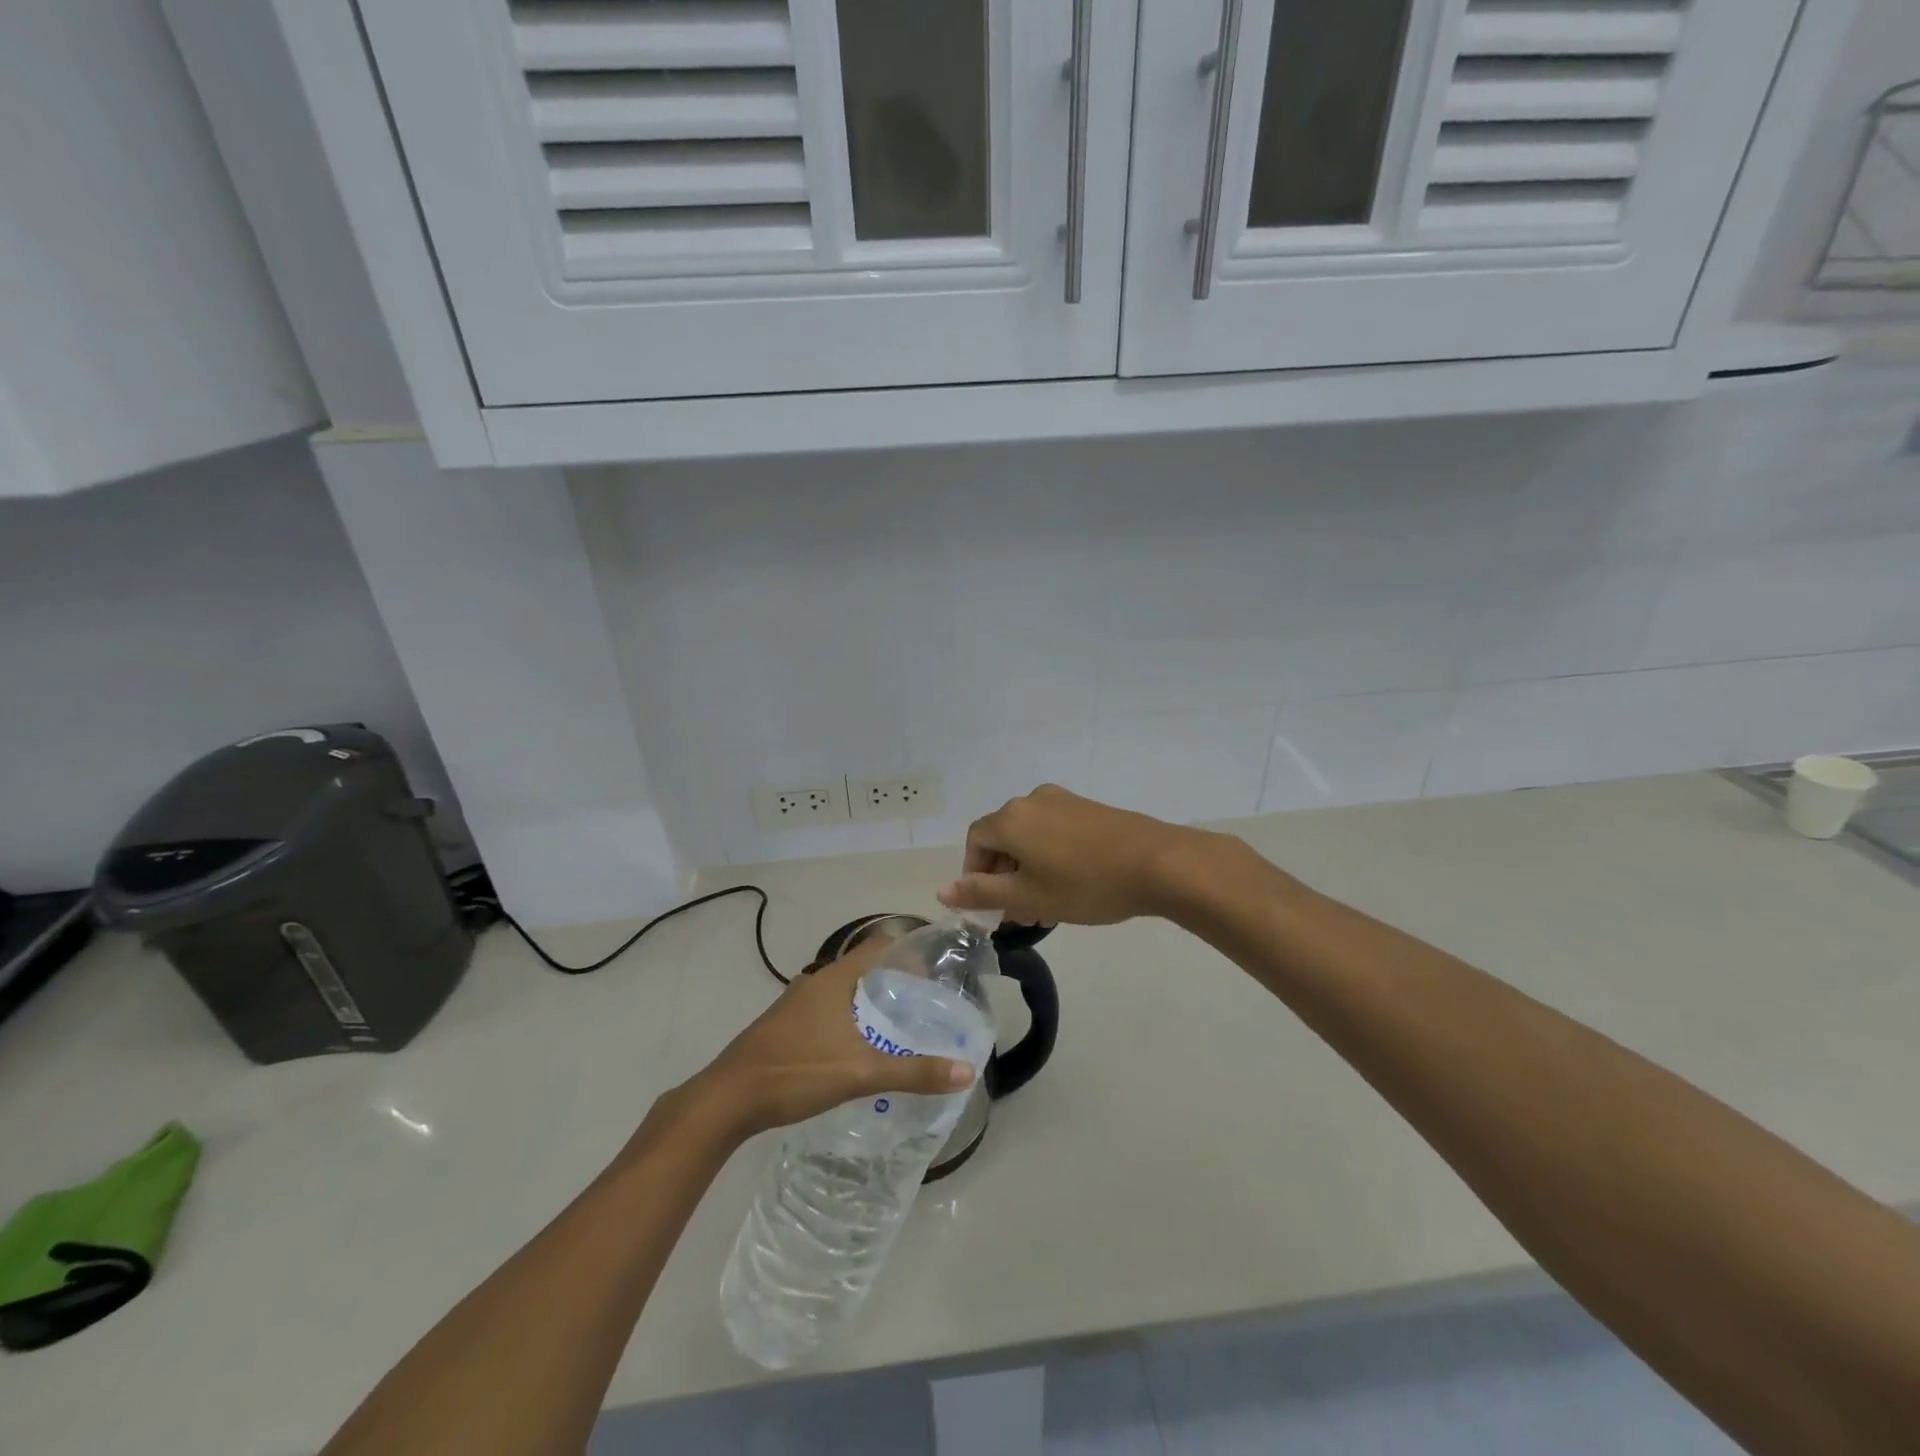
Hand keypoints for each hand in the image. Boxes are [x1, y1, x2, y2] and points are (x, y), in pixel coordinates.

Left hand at [682, 937, 974, 1141]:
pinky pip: (828, 1009)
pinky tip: (861, 1046)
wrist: (727, 1098)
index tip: (937, 968)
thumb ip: (914, 1072)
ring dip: (871, 1001)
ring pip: (844, 991)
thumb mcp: (861, 1073)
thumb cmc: (796, 1072)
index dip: (909, 951)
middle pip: (864, 968)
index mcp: (835, 979)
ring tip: (901, 1024)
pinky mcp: (785, 1025)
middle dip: (895, 980)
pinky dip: (850, 1017)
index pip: (880, 946)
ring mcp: (797, 1003)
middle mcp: (816, 982)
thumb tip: (966, 1072)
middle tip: (927, 1002)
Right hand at [936, 784, 1199, 926]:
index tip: (991, 908)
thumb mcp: (1028, 897)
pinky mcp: (1089, 809)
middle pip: (1002, 838)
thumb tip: (942, 891)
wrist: (1158, 863)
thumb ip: (982, 893)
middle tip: (1019, 914)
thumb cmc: (1085, 884)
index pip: (975, 842)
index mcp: (1011, 818)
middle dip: (1003, 877)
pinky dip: (1051, 857)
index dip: (975, 876)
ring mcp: (1064, 801)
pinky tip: (1071, 885)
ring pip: (1030, 837)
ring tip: (1047, 906)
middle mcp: (1032, 801)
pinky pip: (1055, 832)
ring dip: (1028, 870)